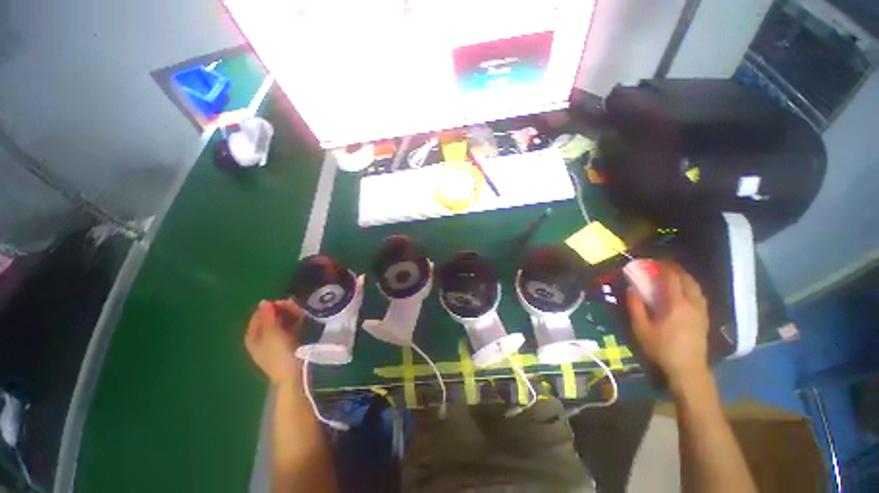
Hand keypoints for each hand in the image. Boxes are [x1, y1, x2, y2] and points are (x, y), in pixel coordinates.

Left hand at [244, 299, 304, 384]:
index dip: (269, 308)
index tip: (283, 302)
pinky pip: (290, 328)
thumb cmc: (278, 353)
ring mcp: (276, 342)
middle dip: (282, 310)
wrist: (293, 374)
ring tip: (301, 312)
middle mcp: (262, 339)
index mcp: (253, 337)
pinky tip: (302, 319)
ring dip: (290, 315)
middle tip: (294, 306)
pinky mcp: (288, 344)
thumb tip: (263, 301)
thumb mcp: (271, 333)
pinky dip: (295, 322)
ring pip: (282, 322)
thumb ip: (267, 316)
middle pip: (270, 318)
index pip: (258, 316)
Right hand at [626, 262, 709, 384]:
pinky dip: (691, 286)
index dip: (662, 267)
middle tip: (662, 264)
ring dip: (684, 276)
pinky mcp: (705, 317)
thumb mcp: (641, 328)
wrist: (688, 369)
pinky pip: (699, 294)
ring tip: (673, 274)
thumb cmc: (662, 348)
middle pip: (687, 279)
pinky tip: (684, 290)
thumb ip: (635, 306)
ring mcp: (701, 310)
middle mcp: (692, 303)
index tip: (652, 261)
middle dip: (675, 268)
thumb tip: (631, 288)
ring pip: (696, 286)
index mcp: (676, 304)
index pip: (671, 278)